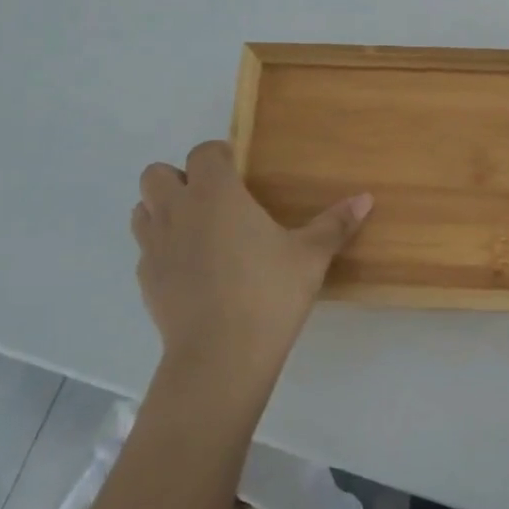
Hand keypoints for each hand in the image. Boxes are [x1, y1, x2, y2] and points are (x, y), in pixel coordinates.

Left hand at [130, 141, 371, 391]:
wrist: (220, 355)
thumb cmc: (269, 293)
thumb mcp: (311, 257)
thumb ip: (335, 224)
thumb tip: (366, 198)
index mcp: (215, 194)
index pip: (204, 153)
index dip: (219, 156)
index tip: (239, 172)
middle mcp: (177, 210)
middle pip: (156, 174)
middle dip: (179, 178)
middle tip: (214, 200)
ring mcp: (154, 246)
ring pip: (142, 209)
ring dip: (163, 210)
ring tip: (198, 230)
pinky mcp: (145, 280)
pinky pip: (146, 249)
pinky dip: (163, 249)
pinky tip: (192, 270)